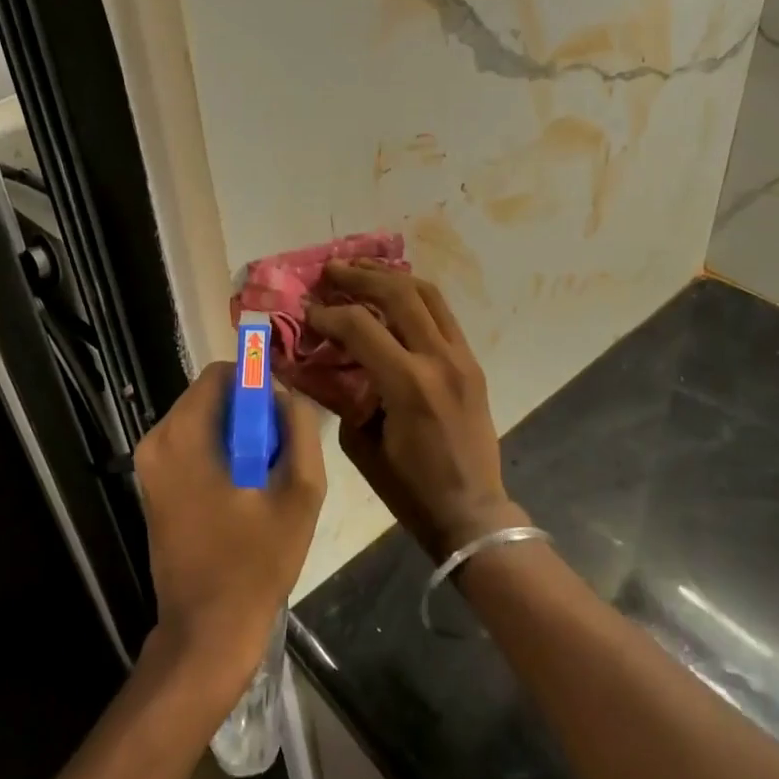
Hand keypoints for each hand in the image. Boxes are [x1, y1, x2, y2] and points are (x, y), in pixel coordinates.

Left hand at [134, 365, 324, 698]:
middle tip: (279, 449)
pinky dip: (220, 450)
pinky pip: (192, 443)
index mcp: (184, 436)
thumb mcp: (300, 491)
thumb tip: (285, 394)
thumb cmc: (256, 562)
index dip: (258, 383)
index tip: (282, 415)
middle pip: (211, 395)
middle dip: (249, 410)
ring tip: (264, 475)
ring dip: (237, 433)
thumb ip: (299, 428)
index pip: (221, 373)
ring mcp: (150, 464)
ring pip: (203, 419)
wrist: (207, 631)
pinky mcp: (153, 484)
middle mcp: (157, 440)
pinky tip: (244, 489)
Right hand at [306, 262, 523, 562]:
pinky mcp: (471, 361)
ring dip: (391, 275)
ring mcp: (461, 356)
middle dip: (358, 277)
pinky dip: (414, 295)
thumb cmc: (408, 488)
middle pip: (397, 293)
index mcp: (408, 384)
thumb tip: (323, 362)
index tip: (307, 311)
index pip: (361, 325)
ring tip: (361, 268)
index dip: (328, 314)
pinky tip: (393, 292)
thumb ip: (342, 394)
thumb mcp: (360, 444)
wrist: (471, 511)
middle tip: (330, 271)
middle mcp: (438, 359)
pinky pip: (442, 313)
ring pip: (427, 293)